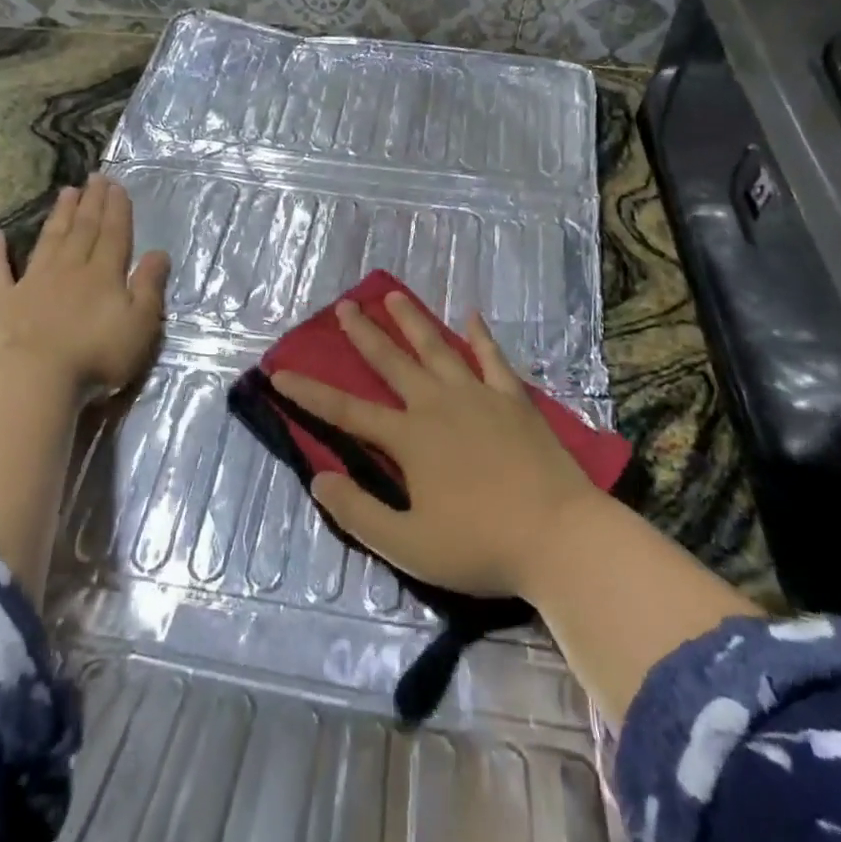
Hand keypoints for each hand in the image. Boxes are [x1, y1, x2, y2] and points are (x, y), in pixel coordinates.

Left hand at [0, 174, 168, 395]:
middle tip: (95, 177)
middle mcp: (69, 269)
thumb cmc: (97, 354)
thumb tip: (158, 252)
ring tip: (66, 192)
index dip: (117, 209)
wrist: (36, 378)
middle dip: (91, 203)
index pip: (113, 234)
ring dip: (59, 215)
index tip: (117, 186)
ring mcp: (32, 283)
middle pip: (83, 230)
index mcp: (103, 274)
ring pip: (49, 241)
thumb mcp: (140, 323)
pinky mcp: (2, 302)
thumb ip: (149, 286)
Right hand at [271, 293, 601, 600]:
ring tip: (393, 295)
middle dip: (363, 333)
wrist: (560, 538)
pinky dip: (480, 336)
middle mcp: (437, 405)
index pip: (346, 411)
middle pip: (392, 362)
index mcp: (409, 439)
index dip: (310, 392)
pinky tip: (472, 316)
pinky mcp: (513, 399)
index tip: (280, 372)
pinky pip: (492, 358)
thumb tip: (319, 479)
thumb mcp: (409, 545)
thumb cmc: (481, 547)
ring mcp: (478, 396)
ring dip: (412, 321)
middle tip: (344, 306)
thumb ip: (359, 512)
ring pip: (437, 348)